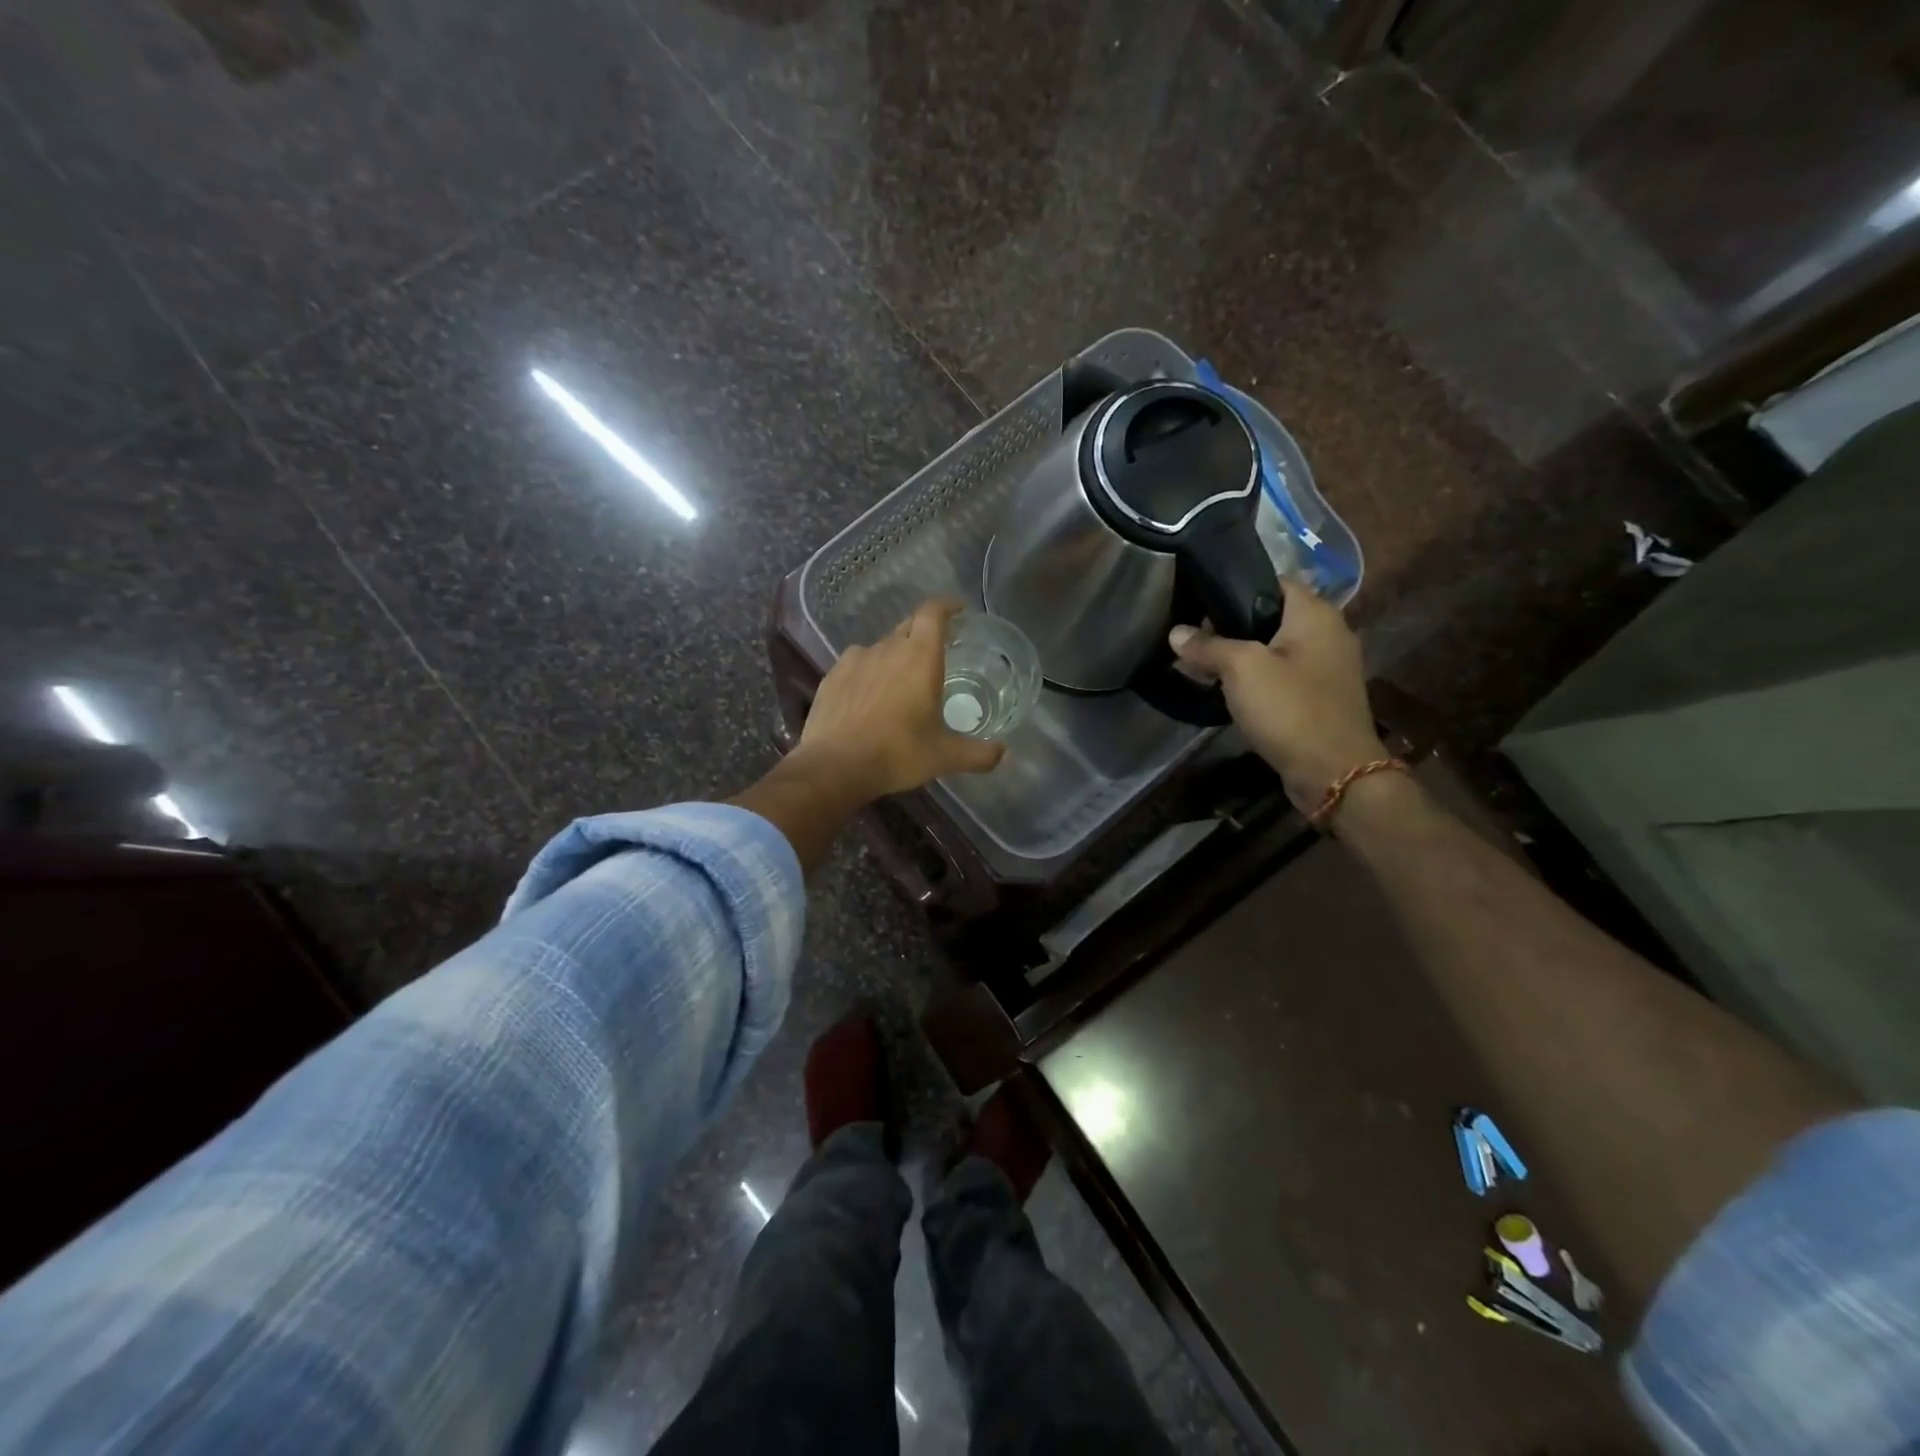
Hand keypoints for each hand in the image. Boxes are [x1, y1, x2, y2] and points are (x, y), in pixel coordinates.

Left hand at [796, 598, 1005, 801]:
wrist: (834, 766)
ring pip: (881, 647)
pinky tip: (869, 695)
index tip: (959, 610)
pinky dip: (868, 672)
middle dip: (924, 633)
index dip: (947, 606)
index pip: (933, 613)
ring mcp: (855, 660)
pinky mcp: (832, 676)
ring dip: (895, 656)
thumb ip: (978, 754)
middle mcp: (887, 649)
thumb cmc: (897, 753)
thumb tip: (1004, 753)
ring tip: (900, 682)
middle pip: (908, 627)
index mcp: (920, 657)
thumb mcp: (944, 756)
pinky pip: (857, 664)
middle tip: (936, 654)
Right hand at [1170, 577, 1386, 810]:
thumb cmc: (1290, 709)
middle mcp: (1328, 633)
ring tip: (1202, 662)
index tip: (1198, 597)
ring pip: (1275, 648)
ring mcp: (1328, 667)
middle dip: (1232, 624)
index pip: (1273, 580)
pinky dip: (1258, 679)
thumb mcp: (1241, 670)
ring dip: (1242, 655)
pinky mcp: (1321, 697)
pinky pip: (1283, 676)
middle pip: (1271, 615)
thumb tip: (1177, 632)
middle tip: (1192, 633)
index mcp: (1315, 614)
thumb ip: (1208, 646)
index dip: (1235, 585)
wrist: (1334, 772)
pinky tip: (1229, 691)